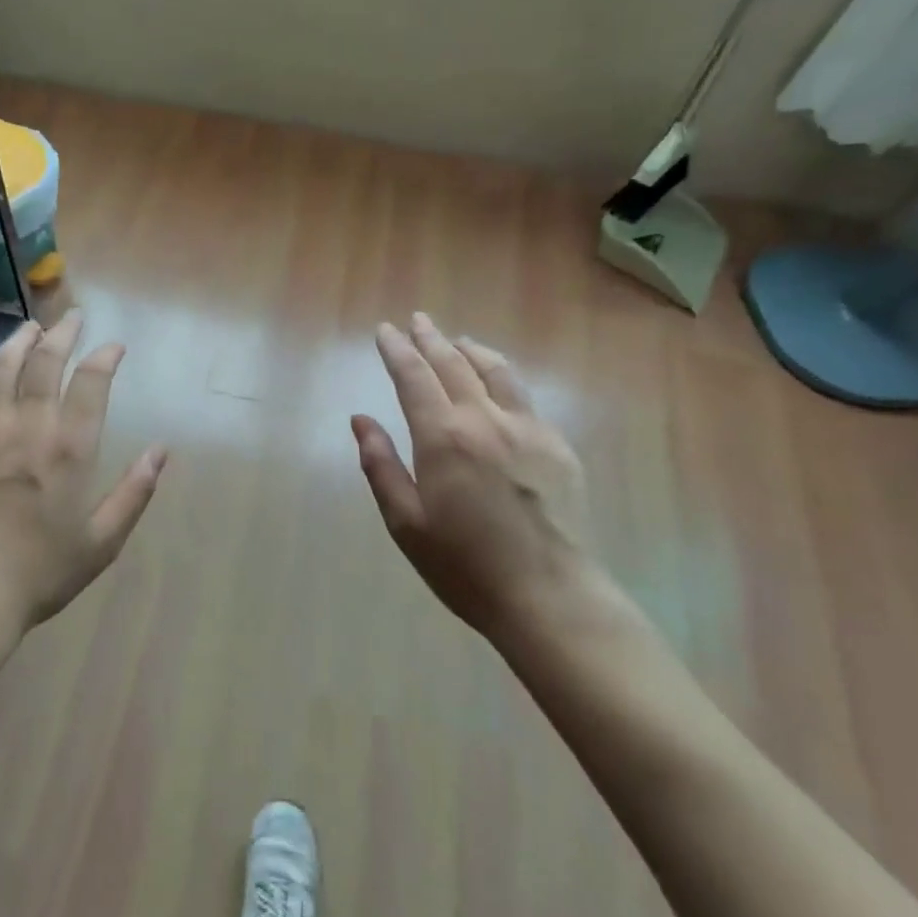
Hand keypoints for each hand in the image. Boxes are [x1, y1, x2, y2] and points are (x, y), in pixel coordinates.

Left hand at [0, 311, 168, 645]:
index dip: (105, 357)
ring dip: (18, 342)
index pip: (91, 383)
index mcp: (69, 449)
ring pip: (1, 369)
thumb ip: (134, 493)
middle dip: (62, 334)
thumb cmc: (39, 573)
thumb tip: (162, 451)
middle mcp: (28, 427)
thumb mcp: (102, 542)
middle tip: (72, 318)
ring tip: (30, 327)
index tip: (114, 346)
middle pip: (45, 364)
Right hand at [352, 313, 594, 644]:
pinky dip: (502, 376)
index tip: (385, 330)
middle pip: (454, 363)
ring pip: (496, 371)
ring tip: (457, 341)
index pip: (414, 376)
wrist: (550, 596)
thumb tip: (360, 420)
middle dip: (430, 338)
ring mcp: (528, 429)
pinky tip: (498, 384)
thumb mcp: (406, 522)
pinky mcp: (557, 446)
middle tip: (418, 320)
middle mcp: (485, 419)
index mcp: (443, 437)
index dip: (396, 349)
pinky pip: (524, 396)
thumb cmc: (465, 566)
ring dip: (470, 350)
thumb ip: (380, 465)